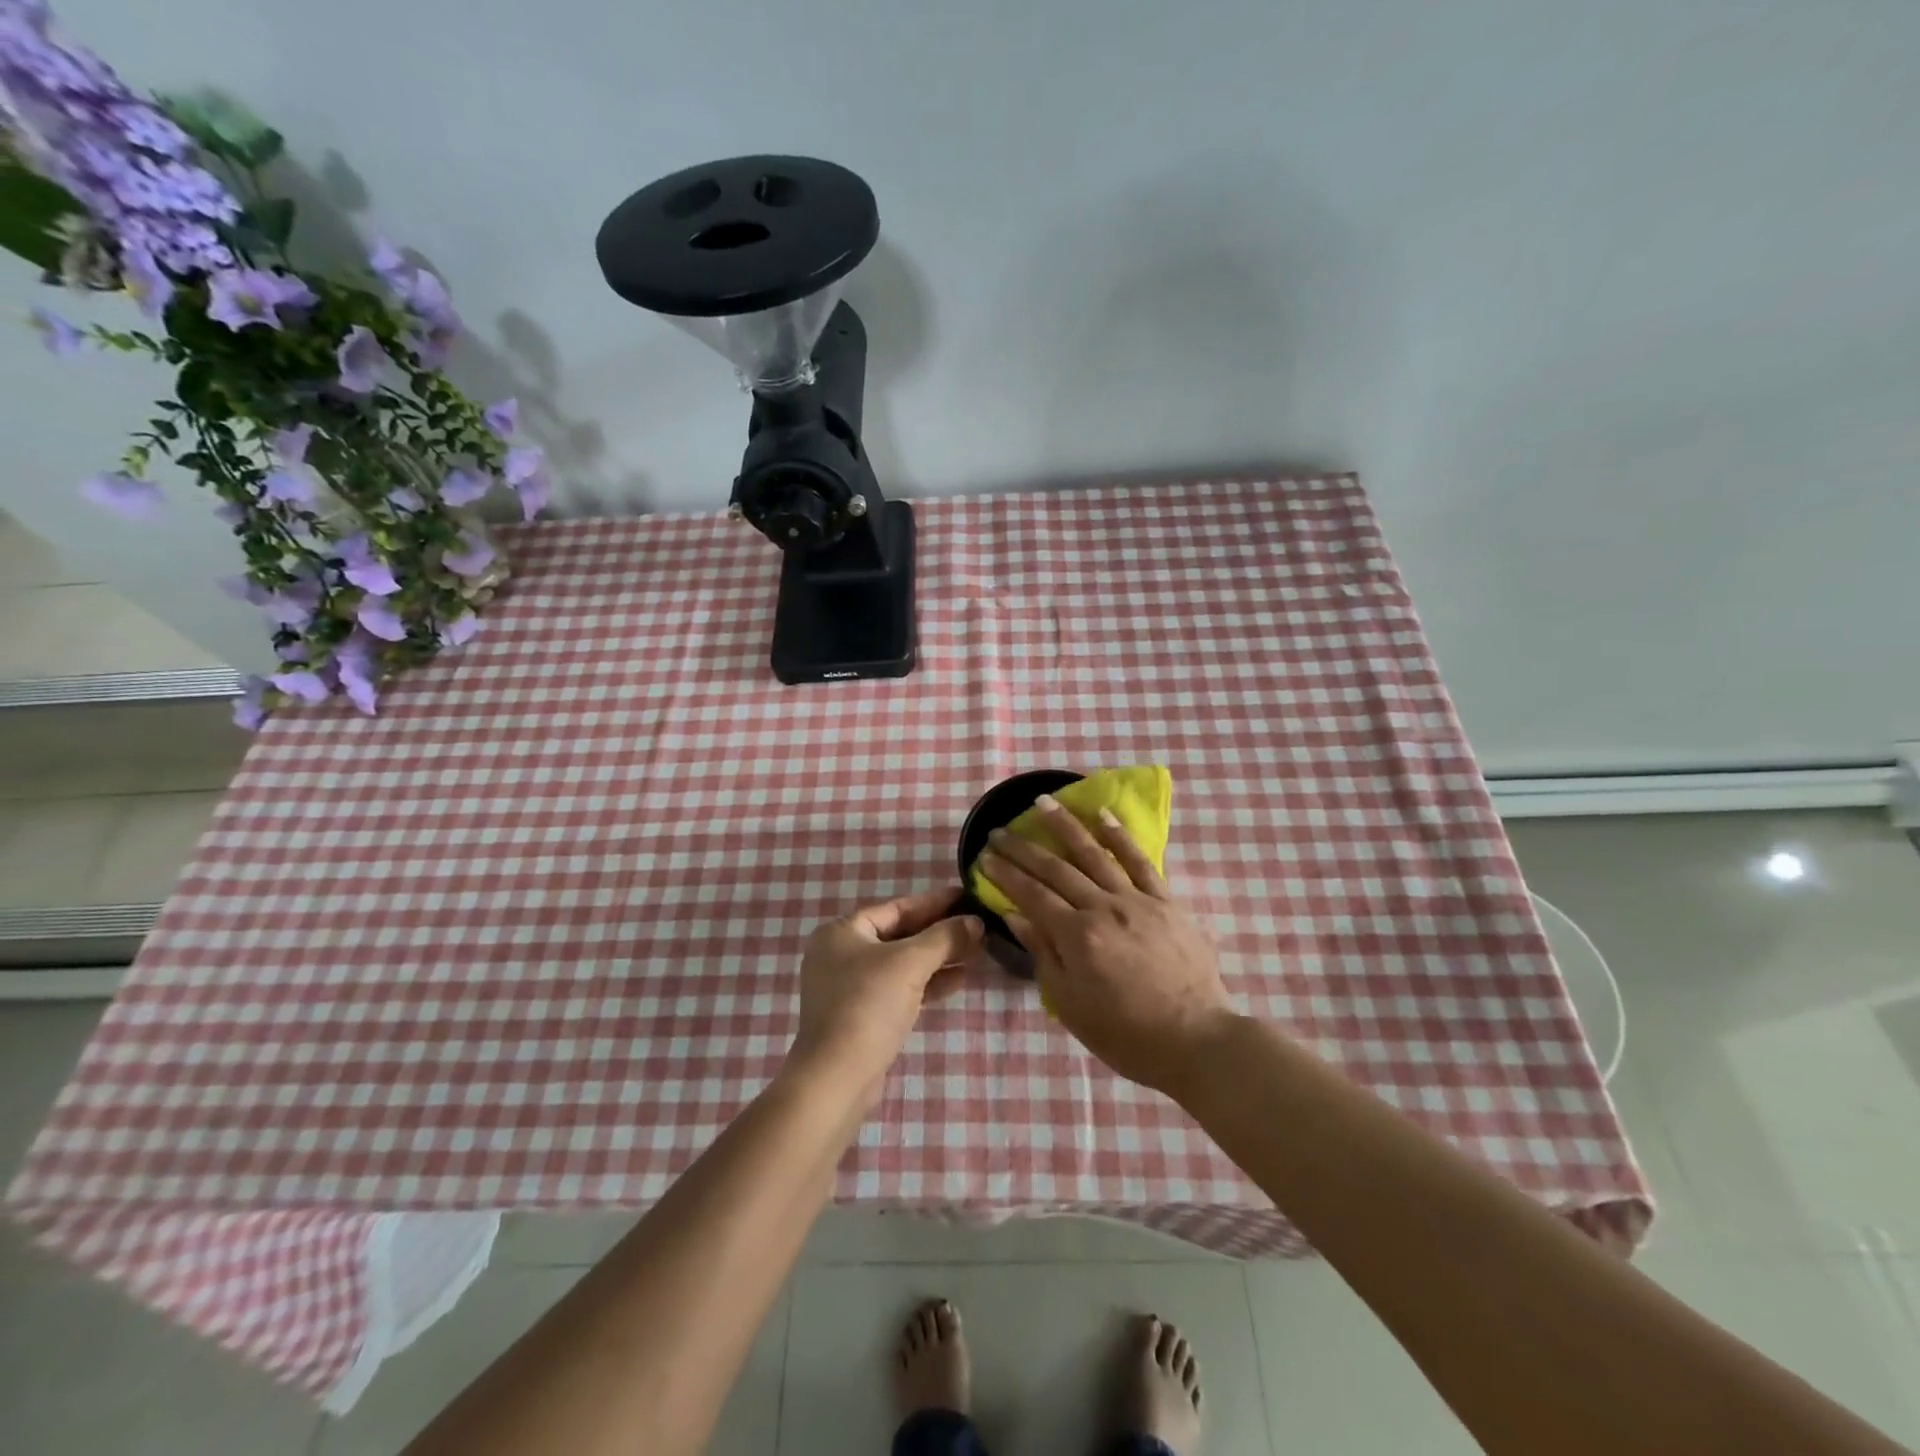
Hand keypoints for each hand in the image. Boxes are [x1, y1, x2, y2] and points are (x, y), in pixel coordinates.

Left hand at [791, 887, 982, 1094]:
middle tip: (978, 926)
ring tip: (977, 951)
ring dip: (938, 958)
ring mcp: (851, 987)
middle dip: (940, 932)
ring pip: (903, 963)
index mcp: (843, 932)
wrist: (837, 1078)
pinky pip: (900, 988)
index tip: (968, 897)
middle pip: (901, 935)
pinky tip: (960, 979)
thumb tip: (976, 921)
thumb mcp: (910, 964)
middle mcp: (842, 954)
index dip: (935, 902)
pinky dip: (928, 983)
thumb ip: (945, 938)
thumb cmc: (869, 1006)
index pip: (897, 908)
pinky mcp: (863, 1016)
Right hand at [978, 799, 1234, 1094]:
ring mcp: (1137, 900)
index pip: (1031, 895)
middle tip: (999, 831)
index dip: (1005, 874)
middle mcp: (1102, 908)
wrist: (1196, 1039)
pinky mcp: (1166, 901)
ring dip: (1065, 826)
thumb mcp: (1071, 1005)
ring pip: (1094, 854)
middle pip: (1056, 869)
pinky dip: (1120, 837)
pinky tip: (1103, 815)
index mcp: (1077, 937)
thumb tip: (1016, 915)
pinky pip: (1140, 861)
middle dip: (1023, 848)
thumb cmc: (1126, 1034)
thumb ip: (1043, 955)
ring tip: (1043, 802)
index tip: (984, 857)